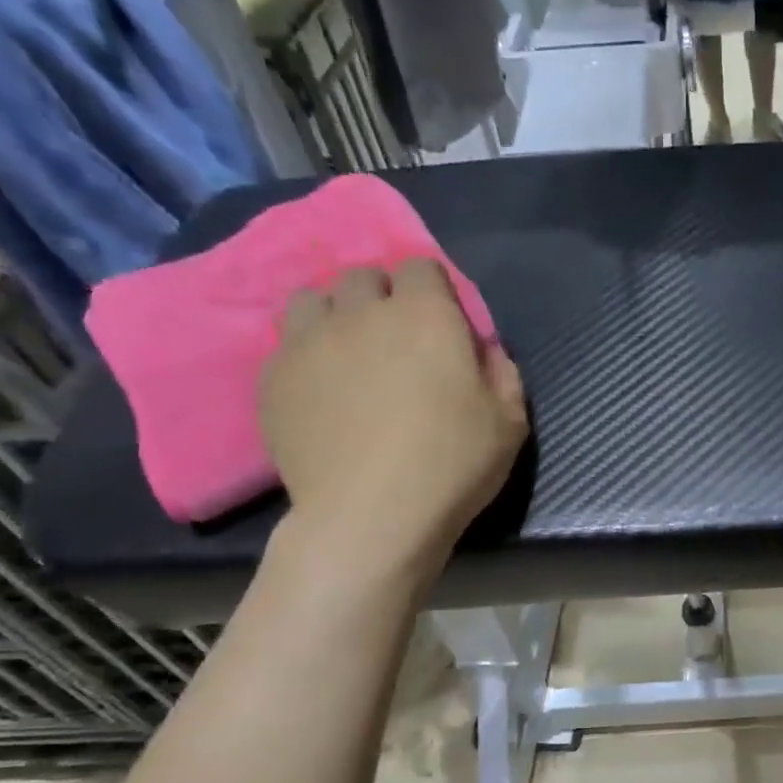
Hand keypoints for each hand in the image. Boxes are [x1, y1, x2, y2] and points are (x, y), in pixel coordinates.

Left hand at [260, 261, 526, 567]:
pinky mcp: (273, 378)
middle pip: (363, 277)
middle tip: (397, 343)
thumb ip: (502, 372)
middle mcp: (361, 313)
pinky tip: (322, 393)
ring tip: (349, 355)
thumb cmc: (452, 464)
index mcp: (424, 316)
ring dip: (335, 315)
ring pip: (314, 300)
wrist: (370, 516)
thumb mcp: (509, 422)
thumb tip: (485, 351)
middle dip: (383, 298)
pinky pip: (286, 345)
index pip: (421, 266)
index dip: (433, 291)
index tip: (442, 325)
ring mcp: (308, 342)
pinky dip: (307, 356)